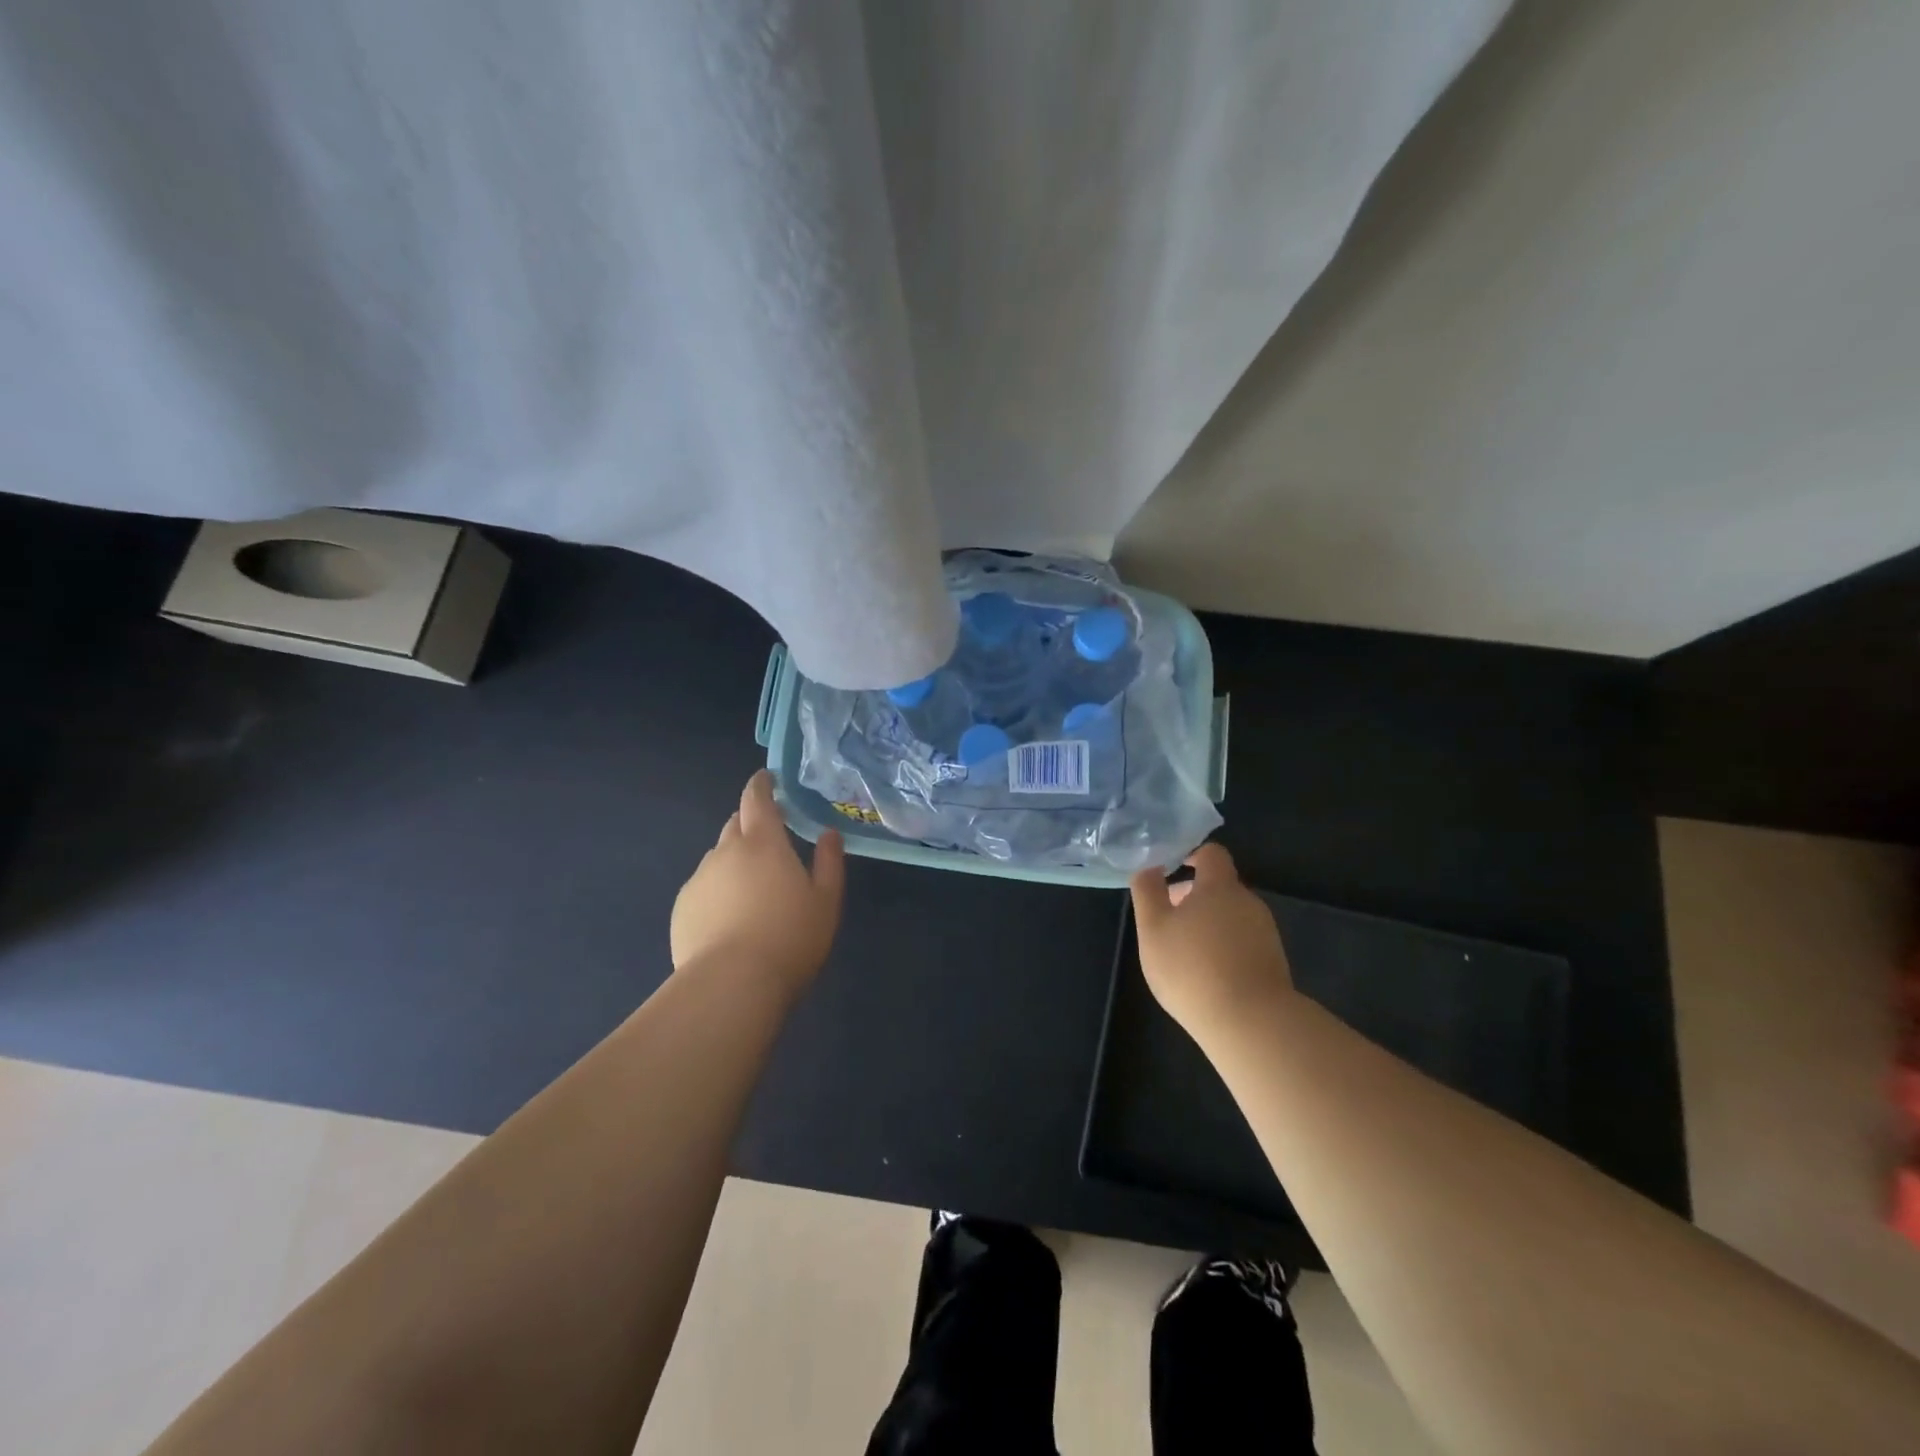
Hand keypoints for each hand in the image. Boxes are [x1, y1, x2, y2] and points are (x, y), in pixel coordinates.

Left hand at [672, 771, 845, 993]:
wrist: (731, 985)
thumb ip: (829, 862)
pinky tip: (730, 921)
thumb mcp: (826, 901)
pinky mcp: (681, 909)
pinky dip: (717, 892)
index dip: (761, 785)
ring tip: (752, 892)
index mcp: (763, 843)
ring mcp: (699, 880)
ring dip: (734, 862)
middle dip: (751, 825)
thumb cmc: (790, 938)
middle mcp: (725, 852)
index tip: (767, 779)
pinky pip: (703, 888)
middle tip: (771, 844)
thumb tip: (829, 834)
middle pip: (735, 825)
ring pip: (718, 858)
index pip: (757, 799)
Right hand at [1129, 843, 1293, 1041]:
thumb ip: (1148, 891)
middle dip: (1193, 897)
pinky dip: (1224, 948)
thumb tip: (1150, 867)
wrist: (1251, 1023)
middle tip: (1167, 922)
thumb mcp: (1153, 928)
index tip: (1171, 872)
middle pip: (1220, 887)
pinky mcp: (1274, 962)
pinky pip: (1244, 942)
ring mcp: (1266, 933)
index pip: (1211, 854)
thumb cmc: (1192, 967)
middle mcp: (1249, 902)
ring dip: (1208, 924)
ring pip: (1231, 916)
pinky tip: (1208, 976)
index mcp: (1220, 887)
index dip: (1191, 856)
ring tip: (1184, 954)